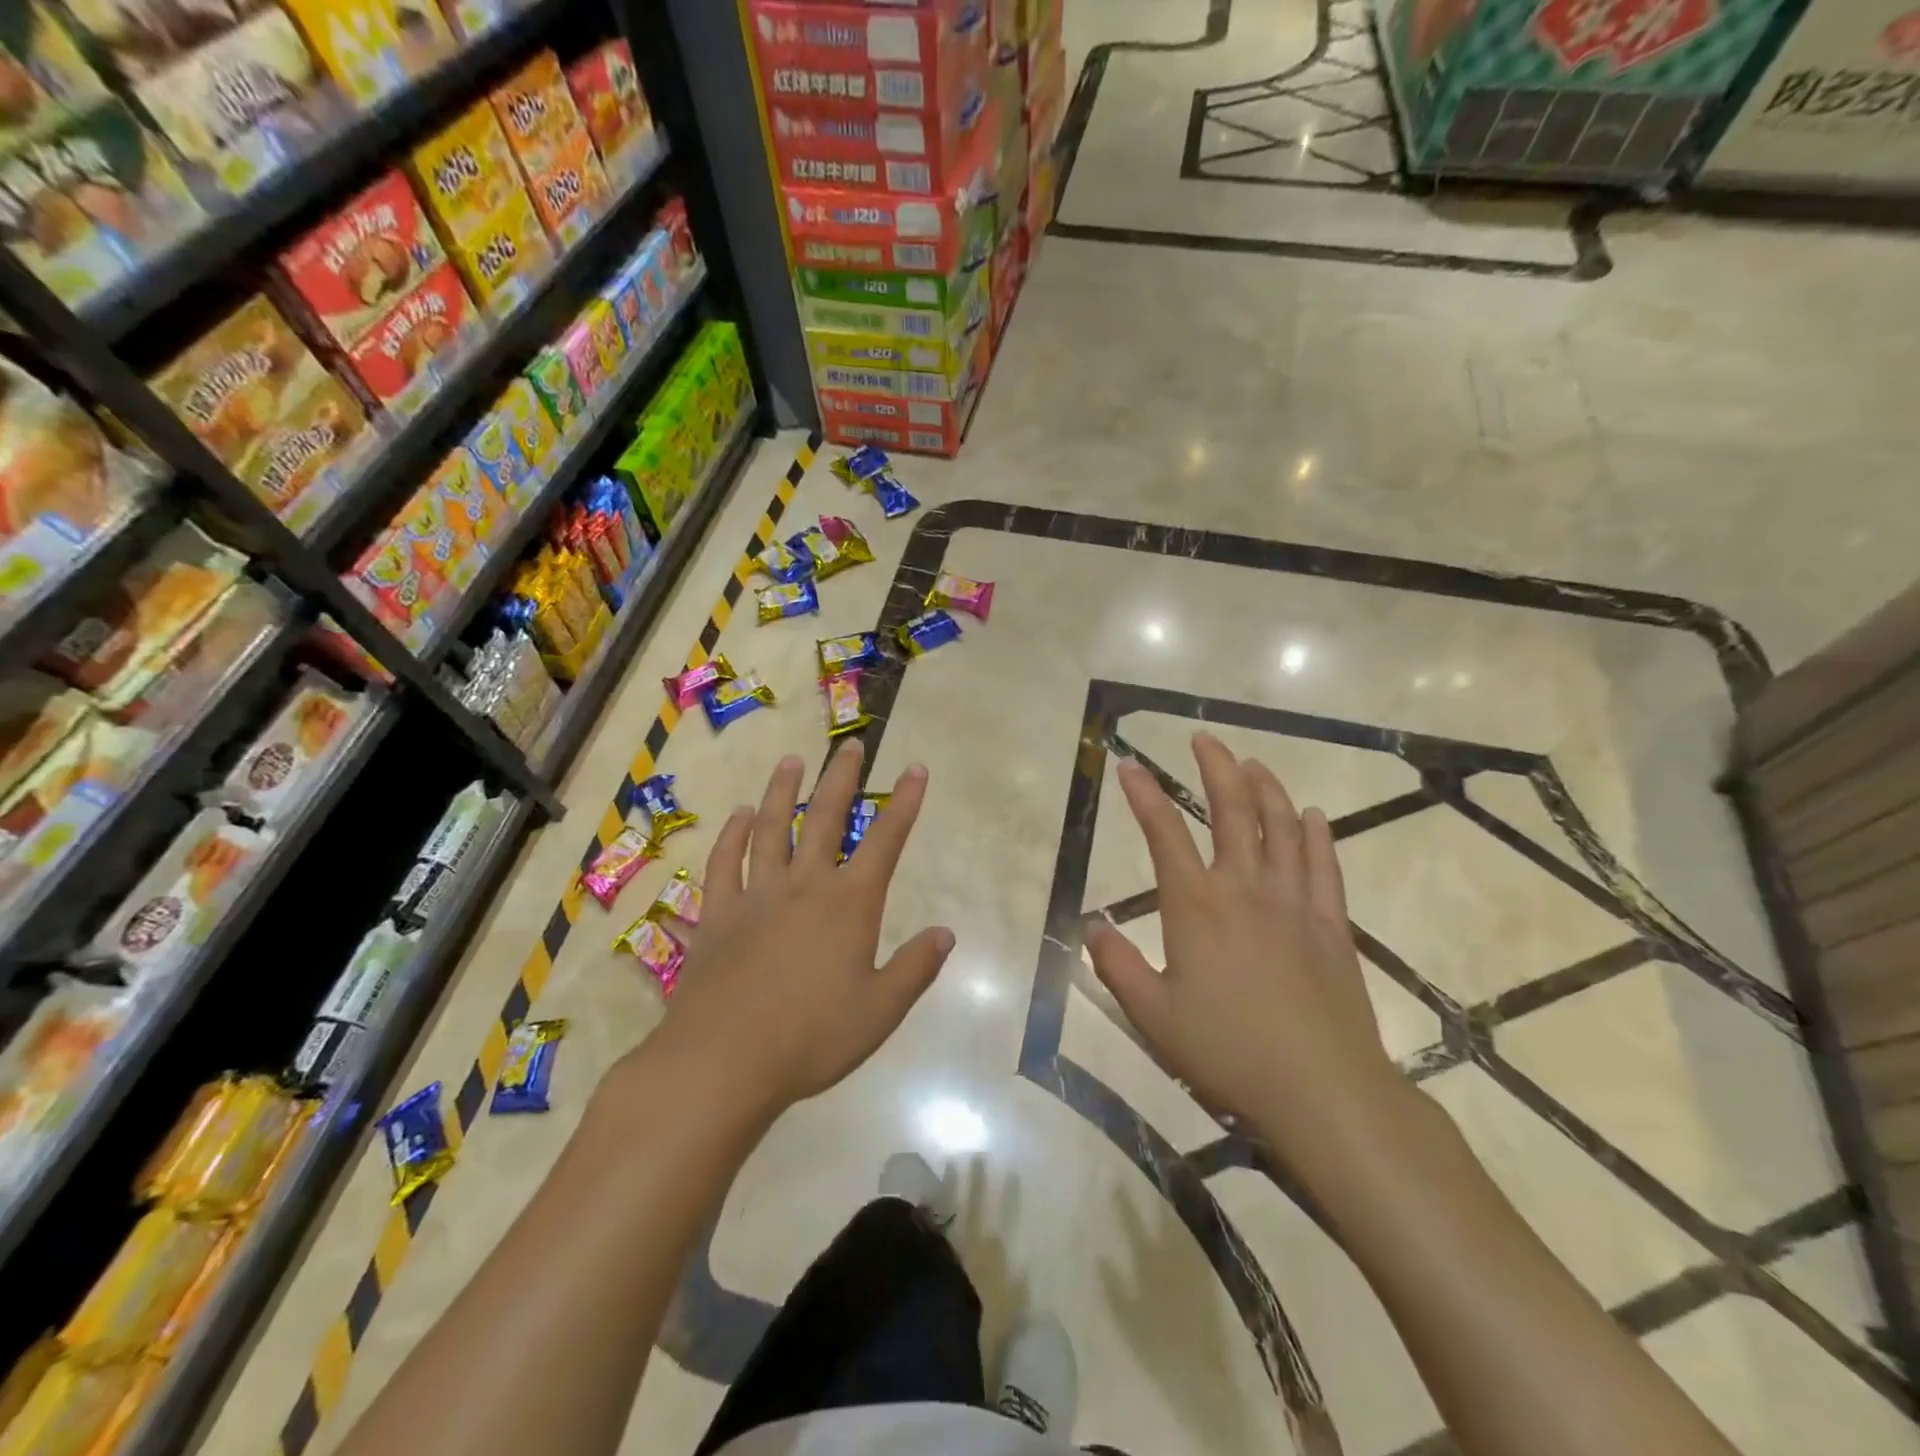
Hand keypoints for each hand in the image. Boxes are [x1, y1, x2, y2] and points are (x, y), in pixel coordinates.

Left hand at [652, 739, 953, 1119]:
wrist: (723, 1061)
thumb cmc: (811, 1038)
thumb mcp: (880, 1011)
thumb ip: (915, 968)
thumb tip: (946, 933)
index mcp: (849, 904)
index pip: (885, 841)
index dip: (904, 803)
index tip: (915, 769)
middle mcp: (804, 886)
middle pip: (824, 818)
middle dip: (842, 779)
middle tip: (851, 745)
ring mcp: (756, 895)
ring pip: (770, 829)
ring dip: (782, 791)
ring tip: (792, 760)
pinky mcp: (717, 914)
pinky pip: (724, 863)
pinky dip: (732, 836)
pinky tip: (738, 817)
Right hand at [1086, 733, 1411, 1182]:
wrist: (1323, 1090)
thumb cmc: (1228, 1052)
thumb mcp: (1153, 1015)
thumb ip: (1117, 965)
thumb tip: (1091, 925)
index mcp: (1196, 907)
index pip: (1163, 834)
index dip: (1143, 795)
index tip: (1129, 765)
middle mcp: (1245, 889)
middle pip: (1231, 811)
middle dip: (1215, 769)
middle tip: (1204, 739)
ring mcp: (1294, 903)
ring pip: (1282, 827)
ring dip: (1266, 788)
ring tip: (1252, 764)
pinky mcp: (1331, 925)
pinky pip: (1324, 865)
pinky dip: (1317, 834)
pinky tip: (1313, 815)